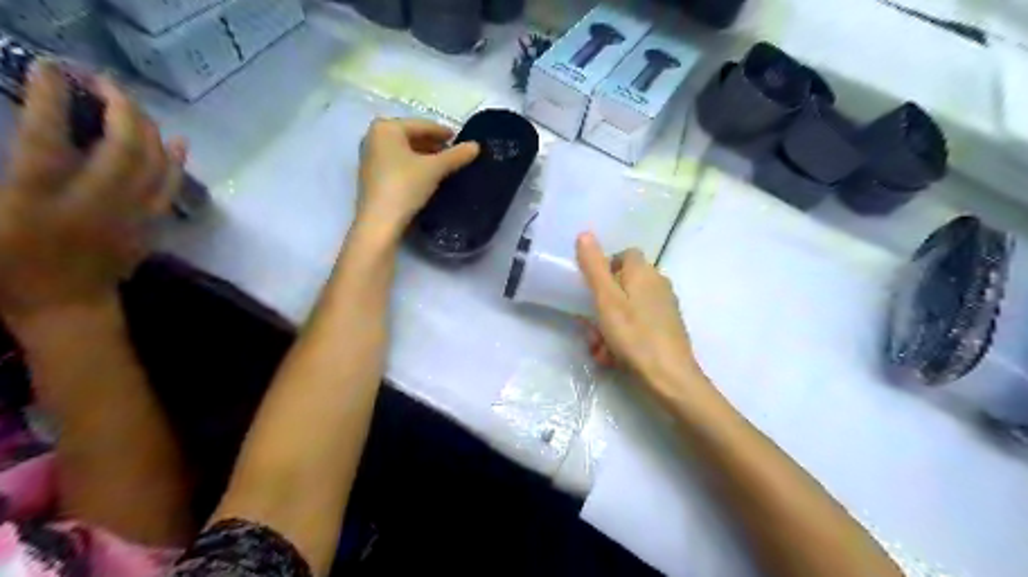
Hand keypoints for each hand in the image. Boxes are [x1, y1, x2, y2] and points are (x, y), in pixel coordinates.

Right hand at [0, 62, 187, 325]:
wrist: (66, 305)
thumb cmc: (10, 265)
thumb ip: (10, 175)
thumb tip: (33, 143)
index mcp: (39, 198)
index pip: (49, 138)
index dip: (53, 98)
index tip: (53, 69)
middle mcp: (94, 201)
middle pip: (122, 146)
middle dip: (119, 107)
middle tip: (103, 82)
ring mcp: (132, 214)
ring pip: (154, 163)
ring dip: (147, 127)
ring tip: (133, 104)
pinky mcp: (151, 225)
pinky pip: (171, 187)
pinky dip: (176, 161)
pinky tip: (178, 141)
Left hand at [359, 117, 478, 235]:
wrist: (380, 222)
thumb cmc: (405, 186)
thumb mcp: (434, 169)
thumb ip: (456, 155)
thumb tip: (476, 146)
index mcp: (386, 127)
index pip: (421, 125)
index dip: (443, 132)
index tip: (460, 139)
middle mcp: (373, 137)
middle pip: (411, 136)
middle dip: (433, 144)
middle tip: (454, 154)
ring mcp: (370, 156)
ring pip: (404, 150)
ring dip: (424, 155)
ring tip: (444, 165)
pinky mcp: (371, 175)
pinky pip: (397, 162)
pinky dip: (413, 165)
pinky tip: (427, 176)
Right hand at [575, 234, 702, 391]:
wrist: (670, 378)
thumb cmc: (634, 336)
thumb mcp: (606, 300)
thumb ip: (594, 267)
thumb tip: (585, 233)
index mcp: (644, 273)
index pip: (625, 254)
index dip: (606, 267)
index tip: (592, 290)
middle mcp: (658, 284)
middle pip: (624, 285)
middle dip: (603, 306)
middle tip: (591, 329)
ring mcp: (665, 308)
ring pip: (628, 308)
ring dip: (609, 326)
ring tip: (601, 350)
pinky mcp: (667, 328)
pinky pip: (638, 324)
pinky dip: (623, 336)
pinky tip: (615, 357)